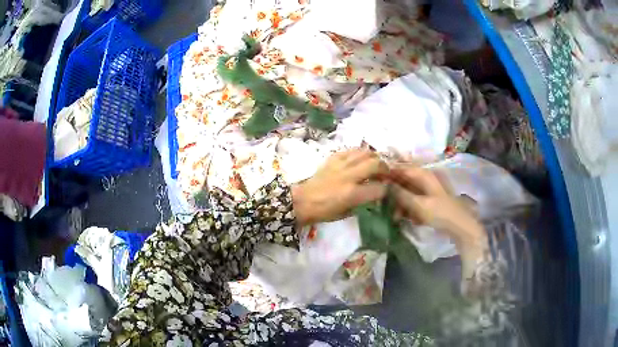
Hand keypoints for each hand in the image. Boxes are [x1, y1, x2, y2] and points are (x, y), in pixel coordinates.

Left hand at [292, 149, 387, 225]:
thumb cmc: (324, 211)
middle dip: (385, 168)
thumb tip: (375, 193)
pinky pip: (351, 150)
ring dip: (374, 157)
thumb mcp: (347, 213)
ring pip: (364, 152)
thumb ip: (364, 201)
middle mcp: (349, 176)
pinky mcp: (333, 158)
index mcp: (353, 194)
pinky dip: (359, 153)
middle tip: (385, 173)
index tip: (385, 190)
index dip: (385, 189)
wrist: (303, 201)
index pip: (379, 188)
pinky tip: (360, 158)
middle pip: (376, 164)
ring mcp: (341, 165)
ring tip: (375, 163)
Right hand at [390, 164, 487, 262]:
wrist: (460, 227)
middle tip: (382, 203)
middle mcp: (425, 179)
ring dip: (400, 204)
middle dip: (393, 192)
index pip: (401, 168)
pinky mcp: (430, 201)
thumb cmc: (440, 213)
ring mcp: (428, 191)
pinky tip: (405, 218)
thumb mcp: (419, 204)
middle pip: (404, 180)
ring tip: (395, 217)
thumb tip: (384, 185)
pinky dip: (408, 209)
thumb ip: (401, 194)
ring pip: (408, 192)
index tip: (374, 180)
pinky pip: (414, 201)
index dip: (387, 172)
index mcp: (424, 175)